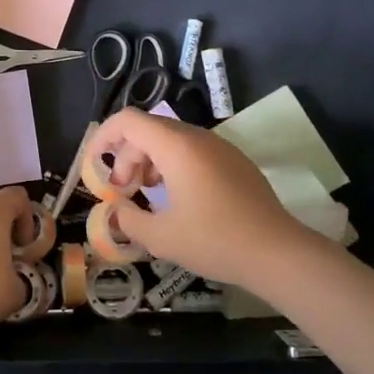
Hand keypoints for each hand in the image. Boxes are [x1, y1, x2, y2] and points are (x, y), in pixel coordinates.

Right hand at [86, 109, 316, 291]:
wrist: (278, 252)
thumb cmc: (215, 240)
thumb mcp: (161, 237)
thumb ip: (128, 221)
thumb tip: (114, 212)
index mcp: (176, 147)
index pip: (128, 120)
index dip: (104, 137)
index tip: (95, 165)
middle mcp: (197, 137)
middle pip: (148, 130)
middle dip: (127, 156)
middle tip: (122, 191)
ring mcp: (220, 147)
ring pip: (171, 139)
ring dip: (150, 160)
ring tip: (147, 193)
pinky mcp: (235, 161)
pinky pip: (193, 150)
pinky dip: (173, 165)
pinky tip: (178, 198)